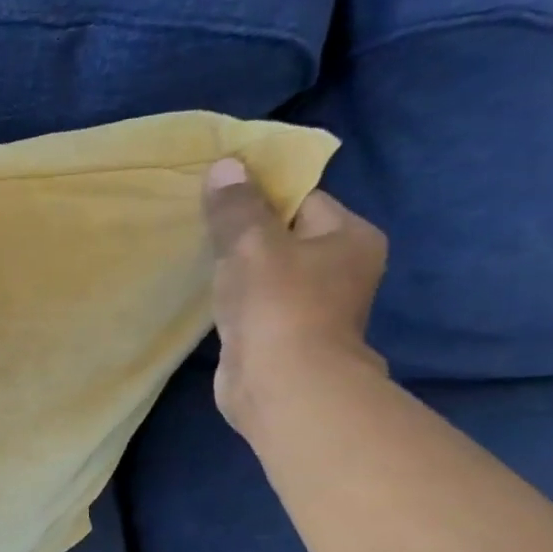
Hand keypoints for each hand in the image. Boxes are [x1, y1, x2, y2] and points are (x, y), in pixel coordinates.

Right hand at [201, 157, 389, 438]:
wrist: (283, 386)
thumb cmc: (279, 306)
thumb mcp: (252, 244)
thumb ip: (236, 206)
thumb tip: (225, 165)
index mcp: (350, 237)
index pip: (302, 200)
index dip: (260, 197)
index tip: (219, 201)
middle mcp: (341, 268)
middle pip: (284, 236)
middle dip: (245, 234)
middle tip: (203, 230)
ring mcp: (314, 306)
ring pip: (268, 273)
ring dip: (237, 270)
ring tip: (202, 264)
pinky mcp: (285, 336)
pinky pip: (256, 304)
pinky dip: (235, 300)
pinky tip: (211, 300)